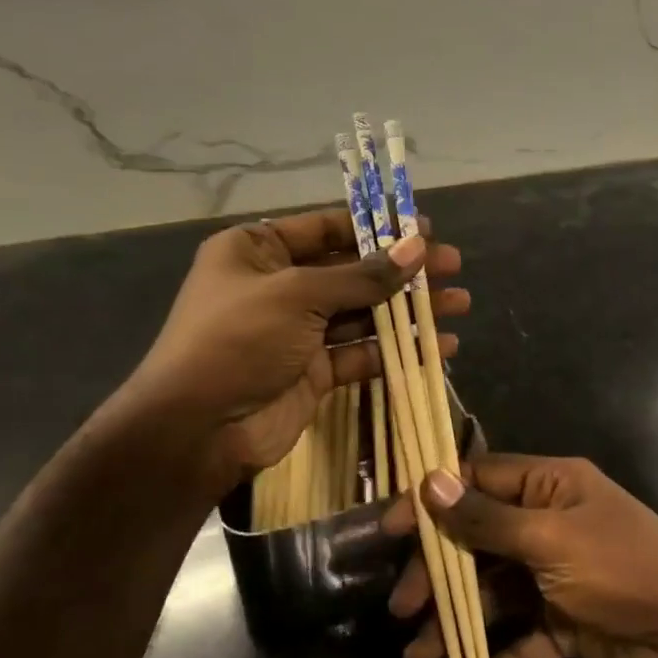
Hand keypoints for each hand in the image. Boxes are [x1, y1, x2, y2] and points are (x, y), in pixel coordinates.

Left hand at [122, 210, 468, 473]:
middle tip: (454, 267)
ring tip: (459, 304)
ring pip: (364, 312)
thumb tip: (418, 248)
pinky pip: (363, 351)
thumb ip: (363, 275)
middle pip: (352, 270)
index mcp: (258, 251)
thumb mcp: (298, 296)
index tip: (426, 230)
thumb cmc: (238, 341)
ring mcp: (297, 331)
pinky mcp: (314, 370)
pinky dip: (398, 349)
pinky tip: (440, 346)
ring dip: (409, 310)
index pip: (327, 228)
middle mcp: (278, 286)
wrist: (198, 430)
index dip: (378, 227)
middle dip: (403, 270)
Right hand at [386, 455, 657, 657]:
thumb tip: (431, 483)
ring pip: (496, 597)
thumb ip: (488, 519)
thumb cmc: (624, 571)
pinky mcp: (568, 627)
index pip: (481, 480)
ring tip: (418, 657)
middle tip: (403, 606)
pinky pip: (520, 644)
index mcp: (553, 487)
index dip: (435, 500)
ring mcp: (560, 579)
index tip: (390, 528)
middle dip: (441, 573)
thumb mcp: (551, 540)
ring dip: (458, 625)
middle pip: (481, 542)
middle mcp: (552, 526)